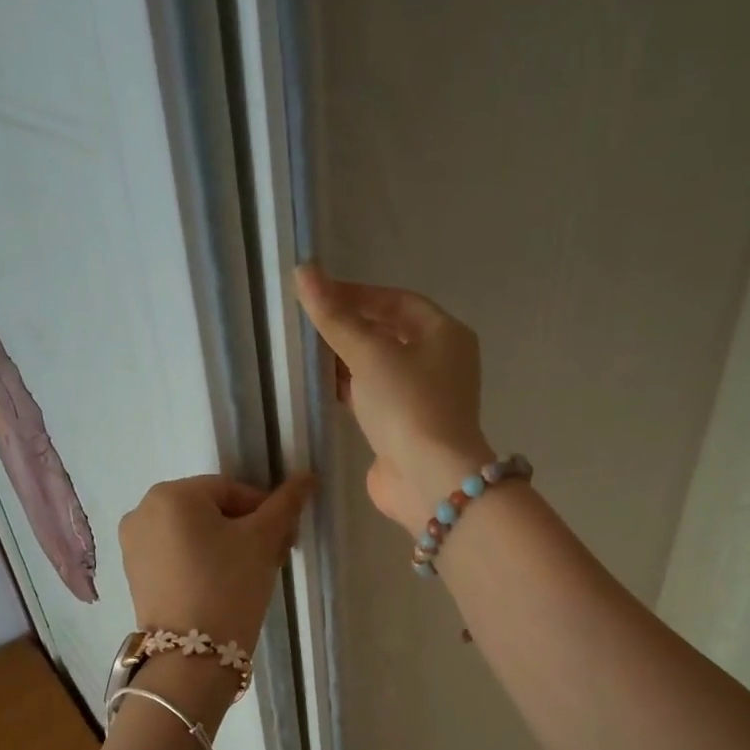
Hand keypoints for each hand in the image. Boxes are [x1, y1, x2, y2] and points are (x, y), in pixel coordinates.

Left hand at [118, 472, 314, 667]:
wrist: (192, 658)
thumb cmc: (229, 586)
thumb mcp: (263, 540)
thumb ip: (286, 504)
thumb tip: (308, 475)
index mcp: (171, 494)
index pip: (232, 490)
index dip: (264, 512)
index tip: (284, 539)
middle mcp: (142, 511)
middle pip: (211, 511)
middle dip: (245, 530)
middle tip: (271, 557)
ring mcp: (133, 545)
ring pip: (194, 534)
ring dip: (225, 546)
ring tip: (249, 575)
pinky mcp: (135, 575)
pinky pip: (176, 556)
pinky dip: (201, 563)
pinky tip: (222, 588)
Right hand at [295, 264, 493, 534]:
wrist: (429, 479)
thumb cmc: (407, 405)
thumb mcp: (369, 353)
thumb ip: (335, 316)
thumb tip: (304, 270)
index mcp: (445, 334)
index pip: (398, 301)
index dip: (358, 294)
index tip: (318, 295)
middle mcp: (442, 363)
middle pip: (391, 333)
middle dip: (351, 327)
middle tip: (309, 324)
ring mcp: (426, 399)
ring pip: (382, 368)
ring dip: (349, 360)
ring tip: (309, 354)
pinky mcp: (408, 429)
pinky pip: (376, 398)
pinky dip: (353, 390)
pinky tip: (323, 388)